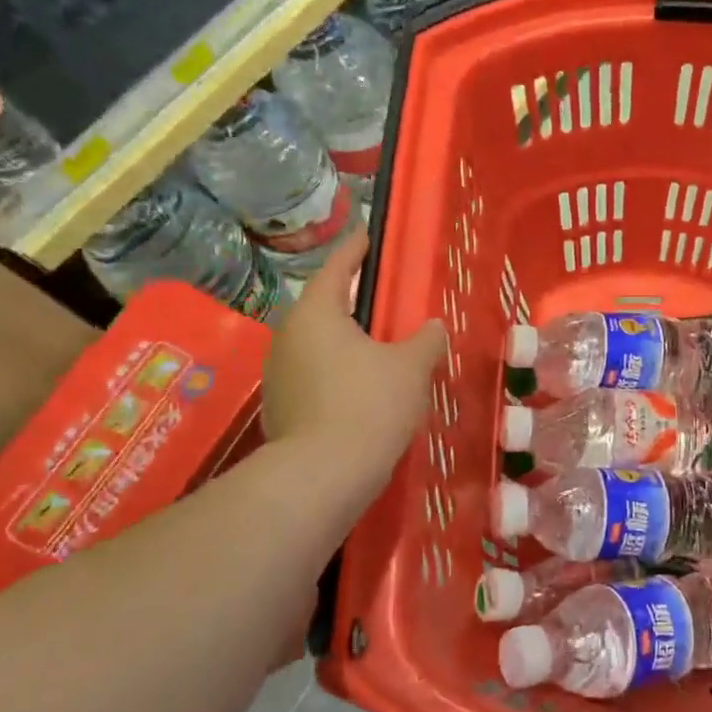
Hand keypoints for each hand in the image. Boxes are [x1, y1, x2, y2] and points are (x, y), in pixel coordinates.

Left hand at [264, 226, 445, 496]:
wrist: (323, 476)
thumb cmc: (370, 404)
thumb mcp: (411, 367)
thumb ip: (425, 340)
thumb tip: (432, 328)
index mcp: (316, 315)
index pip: (337, 269)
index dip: (355, 250)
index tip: (368, 236)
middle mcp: (288, 337)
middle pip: (325, 309)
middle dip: (354, 305)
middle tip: (385, 304)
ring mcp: (279, 375)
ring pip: (319, 347)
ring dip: (347, 345)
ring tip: (381, 354)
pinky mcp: (281, 409)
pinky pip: (315, 379)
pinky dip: (339, 377)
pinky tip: (365, 395)